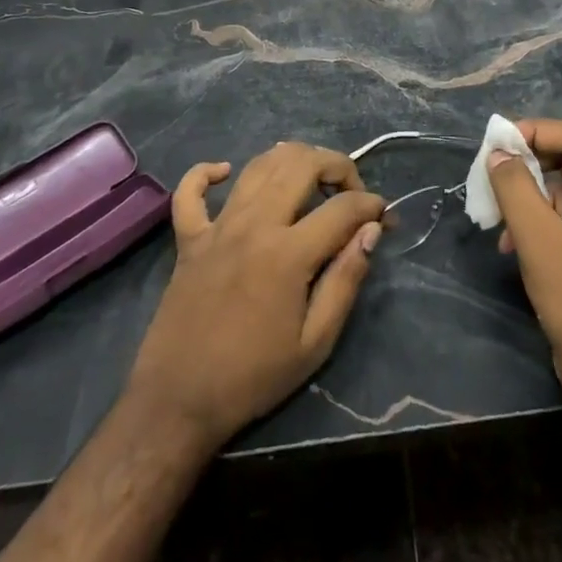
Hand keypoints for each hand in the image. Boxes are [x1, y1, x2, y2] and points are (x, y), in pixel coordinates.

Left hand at [126, 142, 384, 448]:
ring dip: (291, 160)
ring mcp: (217, 226)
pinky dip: (208, 172)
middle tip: (350, 192)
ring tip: (310, 180)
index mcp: (288, 253)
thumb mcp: (315, 343)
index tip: (383, 217)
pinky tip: (226, 173)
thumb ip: (346, 280)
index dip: (371, 206)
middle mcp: (254, 224)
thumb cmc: (253, 377)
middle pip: (302, 164)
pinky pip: (191, 190)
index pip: (342, 207)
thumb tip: (371, 231)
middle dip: (337, 166)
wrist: (178, 402)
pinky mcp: (189, 238)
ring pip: (258, 165)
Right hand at [489, 118, 561, 411]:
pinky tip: (509, 243)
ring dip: (526, 197)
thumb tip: (498, 152)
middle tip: (490, 174)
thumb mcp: (540, 241)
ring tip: (494, 214)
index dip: (536, 132)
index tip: (499, 142)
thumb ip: (516, 189)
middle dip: (526, 167)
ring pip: (561, 193)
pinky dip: (535, 223)